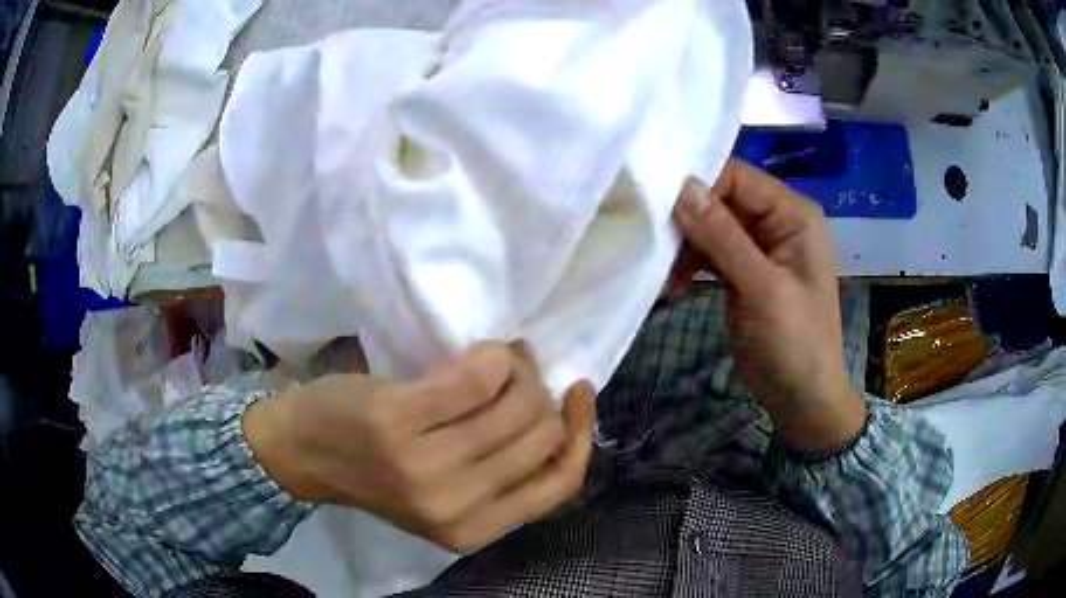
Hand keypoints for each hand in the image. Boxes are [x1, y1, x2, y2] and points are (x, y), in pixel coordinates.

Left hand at [243, 343, 594, 550]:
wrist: (301, 450)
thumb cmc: (374, 469)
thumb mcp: (445, 492)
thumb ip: (499, 470)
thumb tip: (555, 404)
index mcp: (472, 530)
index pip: (557, 486)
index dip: (580, 434)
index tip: (578, 391)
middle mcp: (455, 507)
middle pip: (541, 437)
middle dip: (540, 393)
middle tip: (517, 372)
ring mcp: (425, 467)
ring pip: (518, 405)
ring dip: (518, 370)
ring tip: (497, 359)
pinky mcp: (398, 422)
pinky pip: (478, 378)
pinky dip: (492, 357)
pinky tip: (482, 352)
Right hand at [672, 160, 865, 452]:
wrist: (802, 398)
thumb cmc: (794, 341)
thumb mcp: (761, 287)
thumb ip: (723, 236)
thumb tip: (681, 186)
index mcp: (793, 214)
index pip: (738, 177)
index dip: (701, 187)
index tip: (663, 212)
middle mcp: (777, 222)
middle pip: (722, 199)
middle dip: (689, 220)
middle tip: (659, 248)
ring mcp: (760, 248)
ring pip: (712, 226)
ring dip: (686, 246)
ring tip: (666, 276)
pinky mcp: (744, 272)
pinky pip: (711, 253)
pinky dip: (691, 265)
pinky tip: (674, 286)